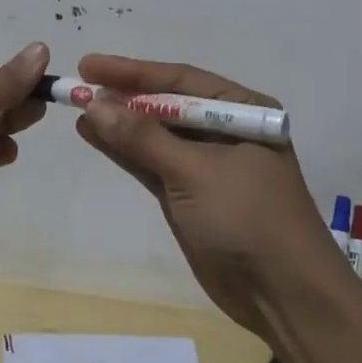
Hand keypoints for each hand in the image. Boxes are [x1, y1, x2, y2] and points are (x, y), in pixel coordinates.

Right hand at [72, 53, 347, 337]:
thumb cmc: (248, 219)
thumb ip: (143, 137)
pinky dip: (125, 151)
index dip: (132, 72)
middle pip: (166, 105)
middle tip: (77, 87)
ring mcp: (207, 165)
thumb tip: (93, 103)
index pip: (180, 81)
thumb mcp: (195, 172)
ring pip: (155, 135)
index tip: (89, 66)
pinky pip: (152, 163)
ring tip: (78, 109)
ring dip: (119, 123)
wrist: (284, 297)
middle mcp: (225, 130)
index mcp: (243, 110)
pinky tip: (95, 136)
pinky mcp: (190, 195)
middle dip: (123, 96)